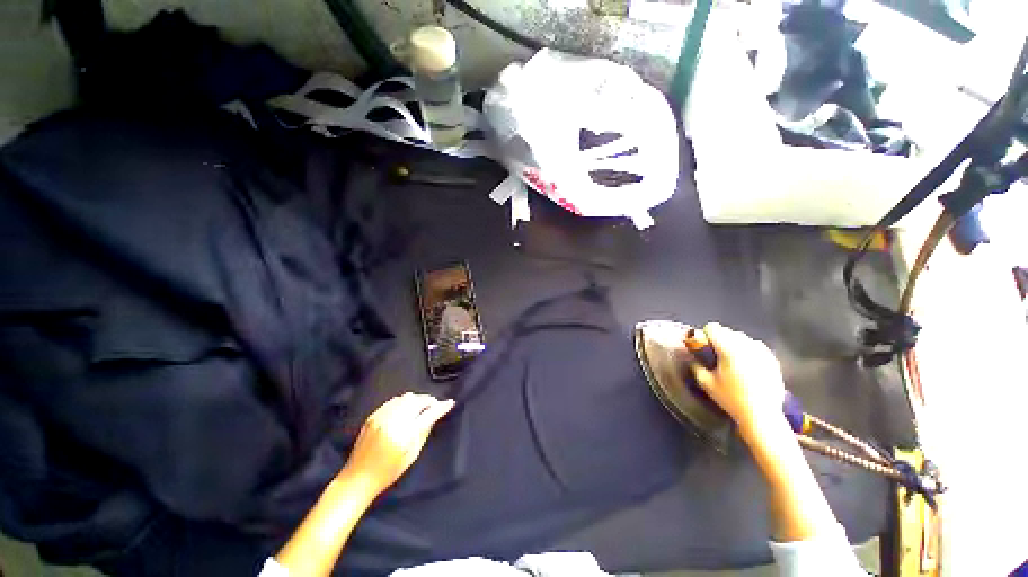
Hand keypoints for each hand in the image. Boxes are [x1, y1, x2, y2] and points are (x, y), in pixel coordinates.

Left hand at [339, 393, 454, 496]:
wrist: (358, 478)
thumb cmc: (388, 472)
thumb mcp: (412, 455)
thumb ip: (424, 432)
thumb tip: (435, 415)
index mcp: (404, 434)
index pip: (428, 414)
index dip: (441, 407)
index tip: (450, 403)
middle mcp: (393, 421)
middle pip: (417, 400)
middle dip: (428, 401)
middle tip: (433, 407)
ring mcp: (381, 417)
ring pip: (405, 397)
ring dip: (416, 400)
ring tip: (420, 408)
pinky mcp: (373, 416)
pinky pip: (393, 401)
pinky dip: (403, 402)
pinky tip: (405, 409)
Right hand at [690, 323, 785, 436]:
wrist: (762, 416)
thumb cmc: (731, 399)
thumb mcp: (706, 383)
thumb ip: (696, 365)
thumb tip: (693, 357)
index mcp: (728, 348)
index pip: (713, 328)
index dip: (705, 336)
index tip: (704, 348)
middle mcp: (746, 345)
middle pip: (728, 331)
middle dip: (720, 340)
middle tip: (717, 357)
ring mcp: (762, 351)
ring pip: (743, 338)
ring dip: (735, 344)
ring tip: (733, 362)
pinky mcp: (772, 359)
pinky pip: (756, 347)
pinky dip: (749, 351)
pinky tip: (748, 366)